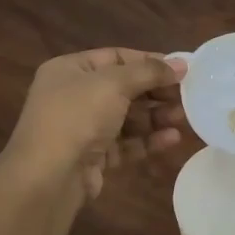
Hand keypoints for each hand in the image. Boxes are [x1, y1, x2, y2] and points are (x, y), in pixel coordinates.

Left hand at [0, 49, 186, 201]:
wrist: (47, 177)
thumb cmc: (76, 117)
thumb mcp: (113, 84)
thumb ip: (149, 72)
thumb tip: (180, 64)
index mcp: (70, 70)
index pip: (116, 57)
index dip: (149, 61)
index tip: (180, 69)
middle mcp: (74, 96)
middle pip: (124, 88)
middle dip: (156, 92)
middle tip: (186, 96)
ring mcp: (83, 128)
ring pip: (127, 117)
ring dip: (156, 117)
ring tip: (183, 118)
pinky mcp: (94, 157)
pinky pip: (126, 143)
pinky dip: (148, 140)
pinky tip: (172, 139)